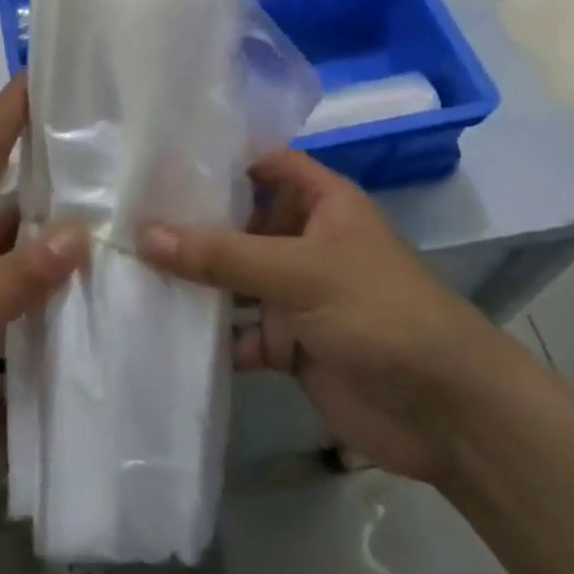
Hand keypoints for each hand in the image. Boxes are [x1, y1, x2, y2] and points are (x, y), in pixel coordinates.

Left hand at [0, 76, 85, 465]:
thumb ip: (13, 281)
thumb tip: (79, 230)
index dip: (9, 115)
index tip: (38, 70)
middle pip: (11, 222)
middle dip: (59, 207)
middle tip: (122, 192)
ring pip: (11, 285)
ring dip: (51, 290)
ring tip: (121, 282)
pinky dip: (22, 364)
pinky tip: (65, 381)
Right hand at [138, 150, 517, 482]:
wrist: (449, 415)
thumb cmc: (382, 314)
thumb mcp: (301, 271)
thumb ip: (223, 254)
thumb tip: (145, 235)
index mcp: (321, 204)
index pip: (263, 164)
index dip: (219, 158)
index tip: (159, 159)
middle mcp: (304, 241)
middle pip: (238, 222)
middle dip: (190, 222)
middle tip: (124, 214)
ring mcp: (295, 294)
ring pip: (232, 277)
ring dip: (192, 278)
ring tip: (127, 266)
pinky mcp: (288, 343)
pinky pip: (238, 330)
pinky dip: (207, 332)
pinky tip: (159, 326)